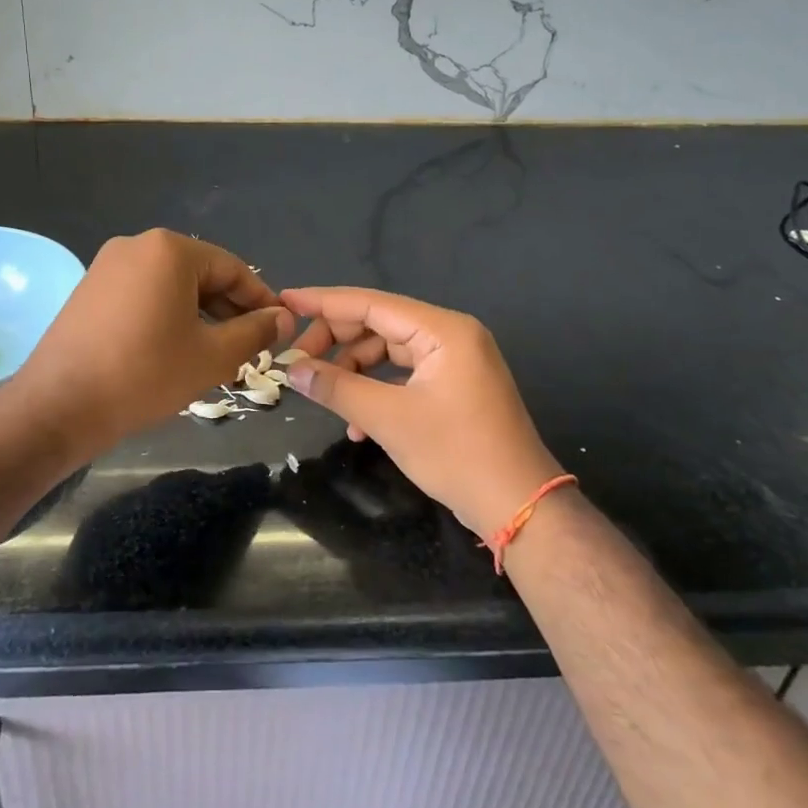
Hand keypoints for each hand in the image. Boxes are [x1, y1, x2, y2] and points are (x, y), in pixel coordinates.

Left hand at [15, 230, 292, 450]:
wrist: (59, 405)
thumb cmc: (144, 375)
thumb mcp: (212, 356)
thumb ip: (255, 332)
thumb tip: (284, 317)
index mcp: (170, 250)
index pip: (232, 268)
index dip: (260, 300)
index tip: (277, 330)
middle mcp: (137, 245)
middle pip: (200, 273)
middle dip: (228, 309)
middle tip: (248, 347)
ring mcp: (108, 265)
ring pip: (171, 284)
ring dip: (199, 314)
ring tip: (214, 352)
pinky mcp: (90, 288)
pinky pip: (143, 293)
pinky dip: (166, 314)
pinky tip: (173, 349)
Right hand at [278, 287, 562, 537]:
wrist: (521, 507)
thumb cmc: (457, 454)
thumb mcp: (389, 419)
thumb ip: (337, 388)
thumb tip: (293, 370)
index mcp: (442, 330)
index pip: (371, 303)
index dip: (324, 302)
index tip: (286, 301)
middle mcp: (450, 335)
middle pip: (378, 324)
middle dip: (336, 342)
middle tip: (297, 362)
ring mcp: (454, 361)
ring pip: (388, 351)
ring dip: (353, 372)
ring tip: (323, 394)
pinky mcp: (453, 386)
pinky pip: (403, 375)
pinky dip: (376, 391)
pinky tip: (356, 425)